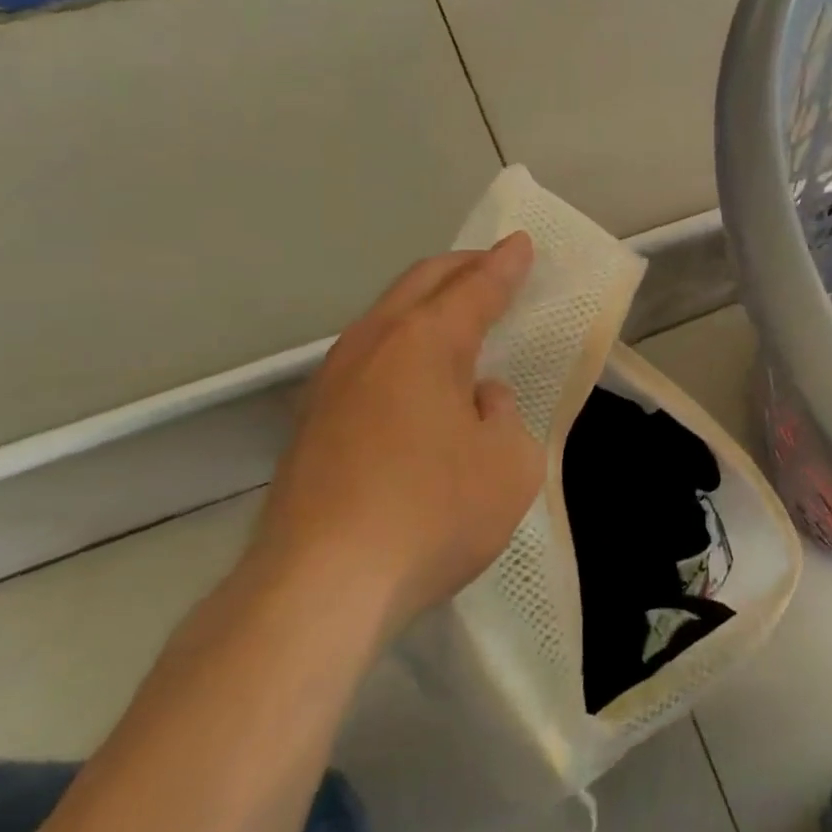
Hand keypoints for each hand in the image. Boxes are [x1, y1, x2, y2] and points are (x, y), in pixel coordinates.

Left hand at [250, 235, 544, 630]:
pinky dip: (400, 347)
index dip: (505, 265)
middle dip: (460, 269)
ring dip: (424, 307)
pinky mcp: (310, 424)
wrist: (318, 587)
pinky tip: (413, 380)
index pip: (475, 288)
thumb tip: (476, 398)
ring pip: (384, 319)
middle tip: (491, 267)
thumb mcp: (509, 464)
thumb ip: (503, 415)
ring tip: (455, 318)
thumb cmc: (432, 514)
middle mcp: (371, 346)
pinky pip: (366, 360)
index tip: (522, 244)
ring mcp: (331, 384)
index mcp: (425, 343)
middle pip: (419, 285)